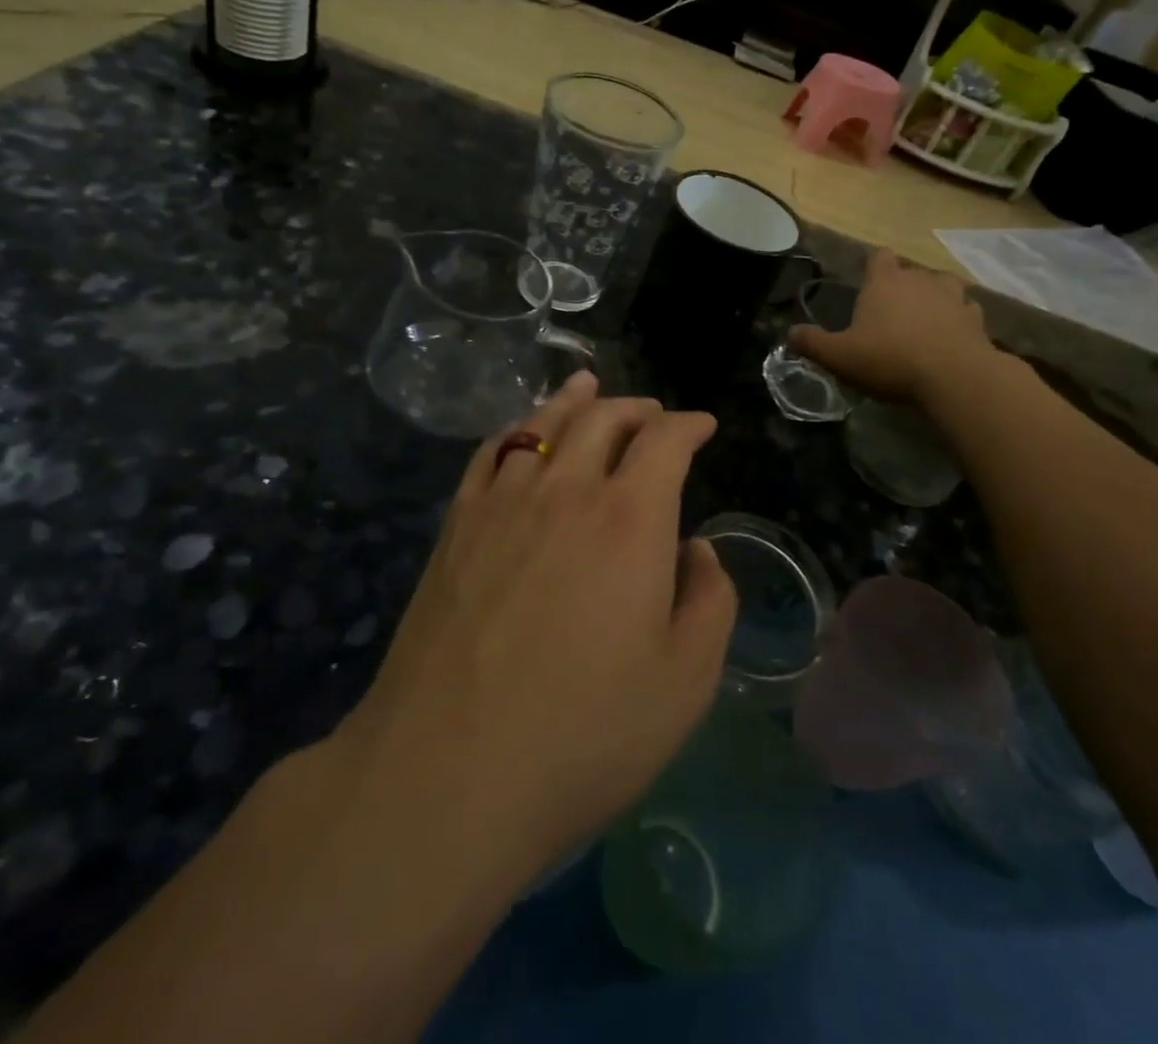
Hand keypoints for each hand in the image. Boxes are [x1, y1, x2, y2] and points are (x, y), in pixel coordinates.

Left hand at [343, 373, 736, 881]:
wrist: (448, 772)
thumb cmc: (584, 733)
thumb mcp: (686, 681)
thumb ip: (709, 600)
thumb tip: (695, 549)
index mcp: (630, 518)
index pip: (665, 441)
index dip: (689, 425)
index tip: (703, 426)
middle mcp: (567, 490)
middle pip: (604, 417)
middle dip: (637, 408)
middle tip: (654, 414)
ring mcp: (503, 502)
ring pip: (544, 423)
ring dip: (574, 400)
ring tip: (587, 386)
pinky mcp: (456, 525)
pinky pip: (491, 452)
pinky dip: (517, 428)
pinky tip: (522, 432)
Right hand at [789, 249, 996, 403]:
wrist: (954, 377)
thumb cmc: (890, 359)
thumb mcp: (839, 356)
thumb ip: (812, 343)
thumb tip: (790, 334)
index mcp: (885, 282)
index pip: (879, 256)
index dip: (873, 266)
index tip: (868, 283)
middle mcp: (920, 280)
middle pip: (910, 272)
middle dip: (901, 287)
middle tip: (890, 315)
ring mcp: (953, 297)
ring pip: (943, 286)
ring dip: (935, 299)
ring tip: (925, 321)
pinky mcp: (976, 319)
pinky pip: (966, 312)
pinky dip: (958, 321)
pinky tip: (951, 337)